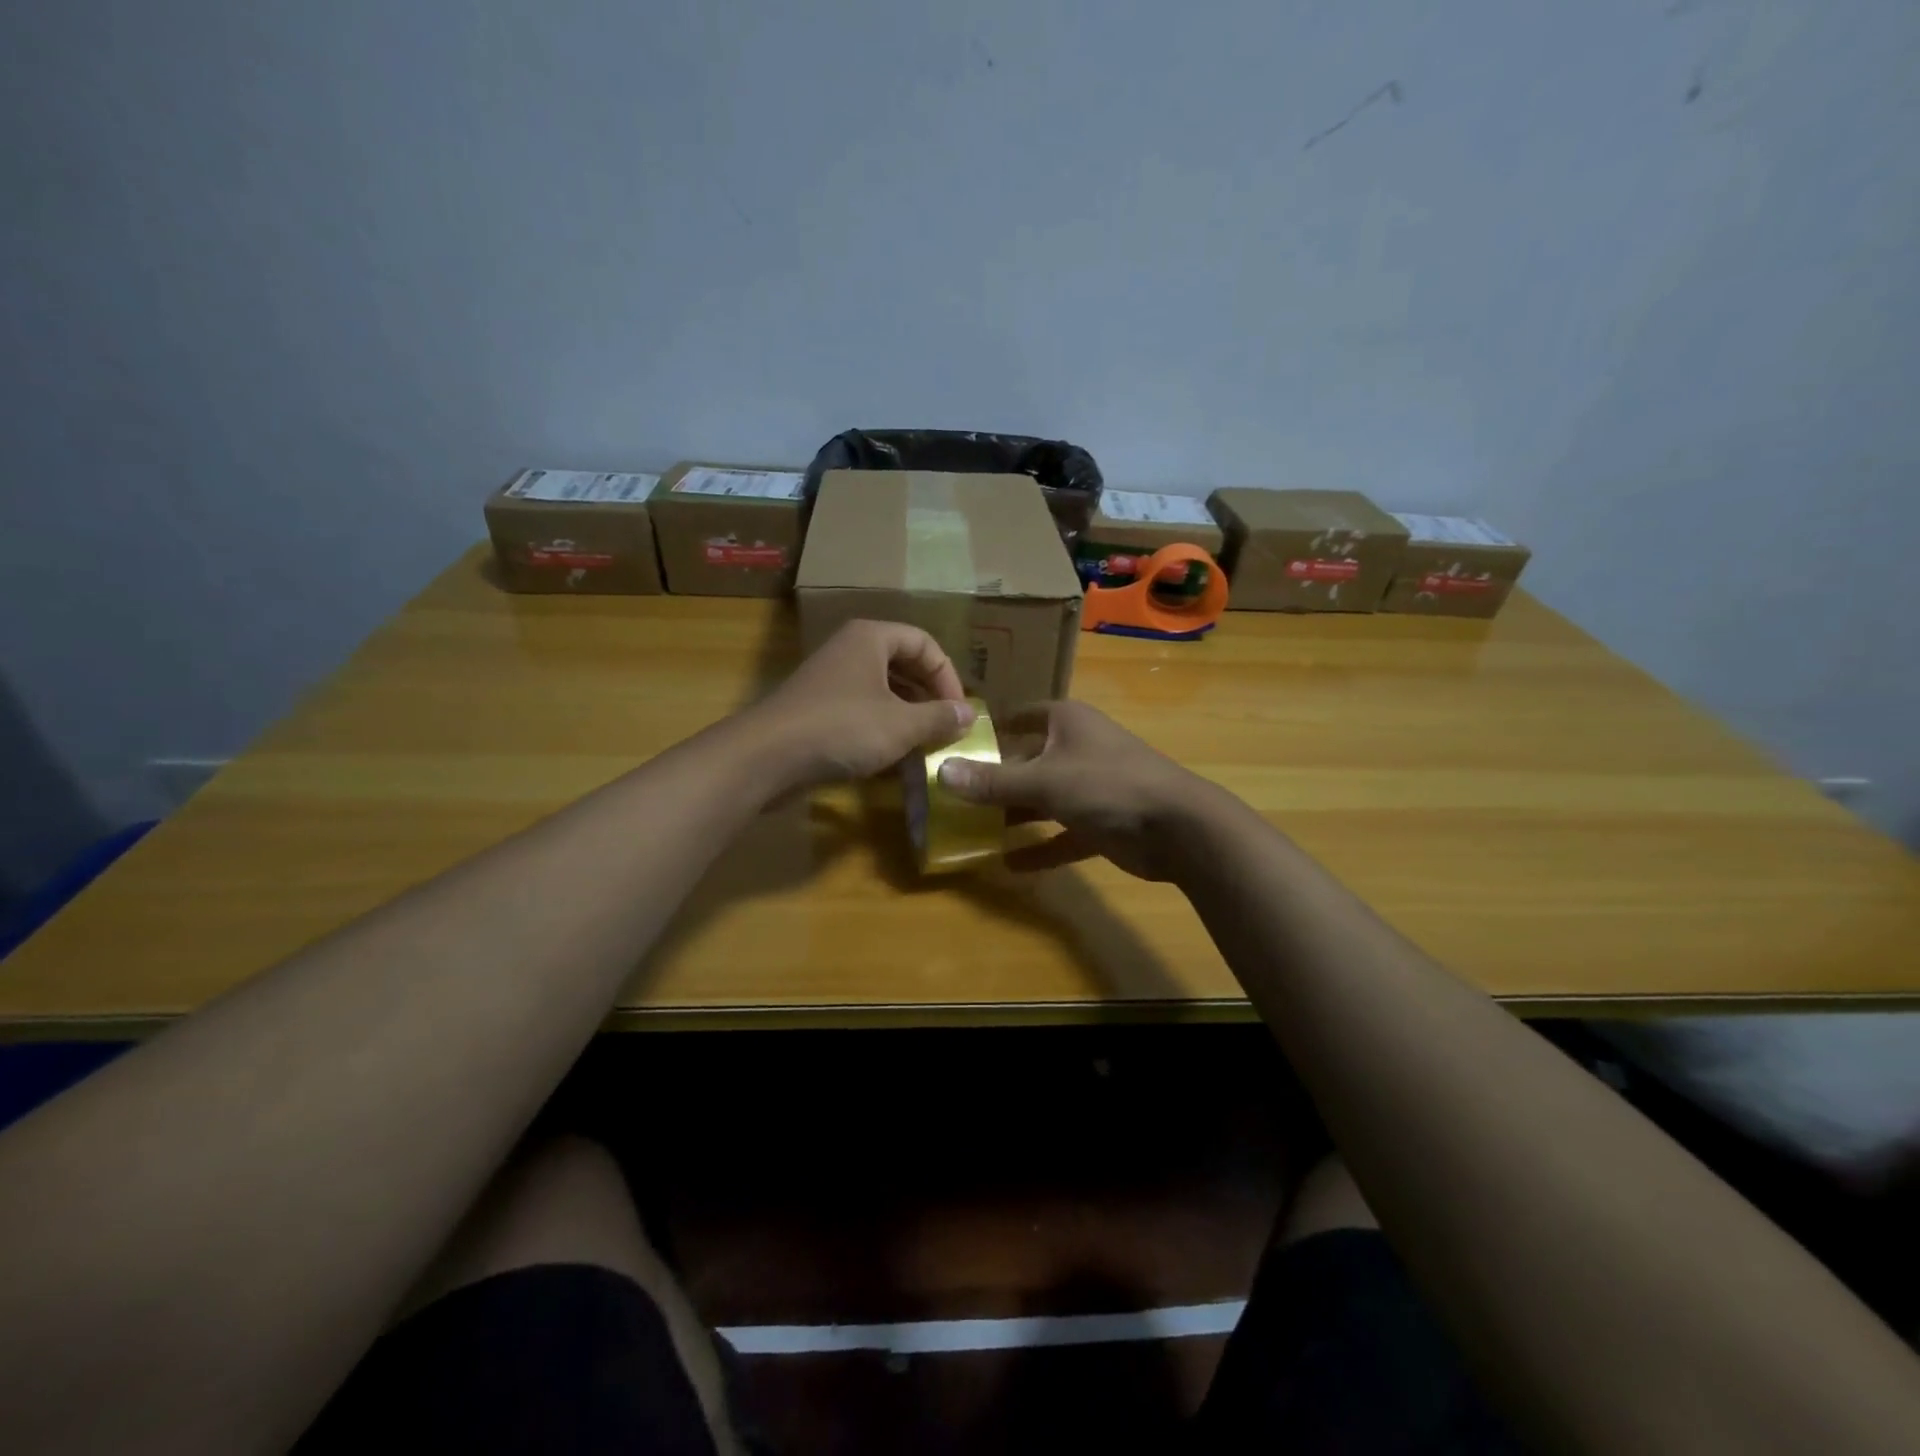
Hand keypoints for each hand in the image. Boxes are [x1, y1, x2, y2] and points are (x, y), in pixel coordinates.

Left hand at [745, 620, 973, 786]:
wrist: (767, 756)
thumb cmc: (842, 728)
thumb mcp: (901, 724)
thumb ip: (939, 717)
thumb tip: (969, 714)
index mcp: (871, 638)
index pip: (924, 644)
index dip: (948, 676)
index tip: (959, 712)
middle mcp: (850, 650)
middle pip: (903, 664)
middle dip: (929, 696)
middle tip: (946, 726)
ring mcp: (830, 680)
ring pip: (882, 689)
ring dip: (908, 714)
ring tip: (926, 744)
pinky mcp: (817, 709)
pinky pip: (861, 710)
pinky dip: (882, 727)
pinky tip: (894, 756)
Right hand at [936, 701, 1215, 879]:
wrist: (1178, 828)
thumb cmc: (1107, 785)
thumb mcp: (1044, 780)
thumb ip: (992, 780)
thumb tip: (941, 772)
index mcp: (1066, 722)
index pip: (1020, 716)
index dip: (989, 730)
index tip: (953, 747)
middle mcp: (1076, 748)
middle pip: (1026, 760)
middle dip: (993, 779)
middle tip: (952, 797)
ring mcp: (1090, 786)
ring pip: (1042, 798)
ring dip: (1013, 814)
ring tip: (971, 830)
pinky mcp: (1100, 822)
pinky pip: (1061, 834)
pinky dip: (1039, 848)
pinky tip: (1009, 864)